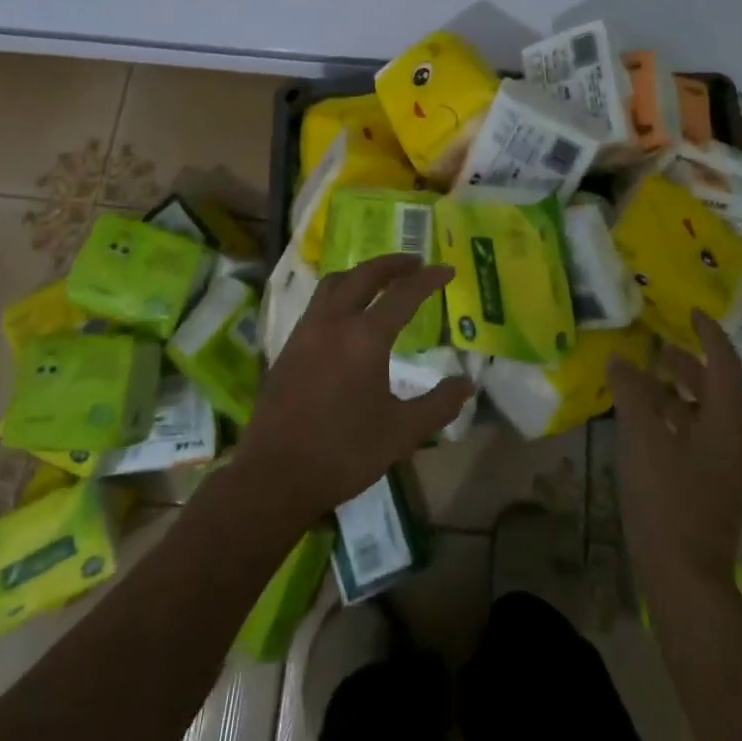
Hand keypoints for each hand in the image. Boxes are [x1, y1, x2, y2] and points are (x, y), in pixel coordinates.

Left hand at [239, 254, 473, 518]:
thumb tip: (467, 384)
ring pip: (337, 282)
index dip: (429, 279)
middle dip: (393, 264)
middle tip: (416, 263)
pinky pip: (319, 301)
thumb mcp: (401, 434)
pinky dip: (341, 291)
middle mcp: (335, 321)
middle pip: (366, 274)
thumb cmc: (343, 453)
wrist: (274, 476)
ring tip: (382, 280)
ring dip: (363, 273)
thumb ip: (438, 405)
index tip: (448, 270)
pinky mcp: (290, 344)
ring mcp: (307, 330)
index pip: (404, 293)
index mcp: (366, 337)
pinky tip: (348, 312)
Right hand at [608, 310, 741, 591]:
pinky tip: (646, 430)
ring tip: (643, 386)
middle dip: (687, 364)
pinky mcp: (715, 493)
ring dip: (678, 394)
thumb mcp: (641, 438)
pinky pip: (699, 440)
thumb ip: (631, 392)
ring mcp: (728, 471)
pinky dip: (676, 422)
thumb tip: (621, 359)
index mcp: (726, 424)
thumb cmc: (666, 502)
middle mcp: (735, 442)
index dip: (708, 332)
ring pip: (706, 416)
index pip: (724, 362)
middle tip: (655, 349)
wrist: (686, 583)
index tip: (689, 311)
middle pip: (716, 389)